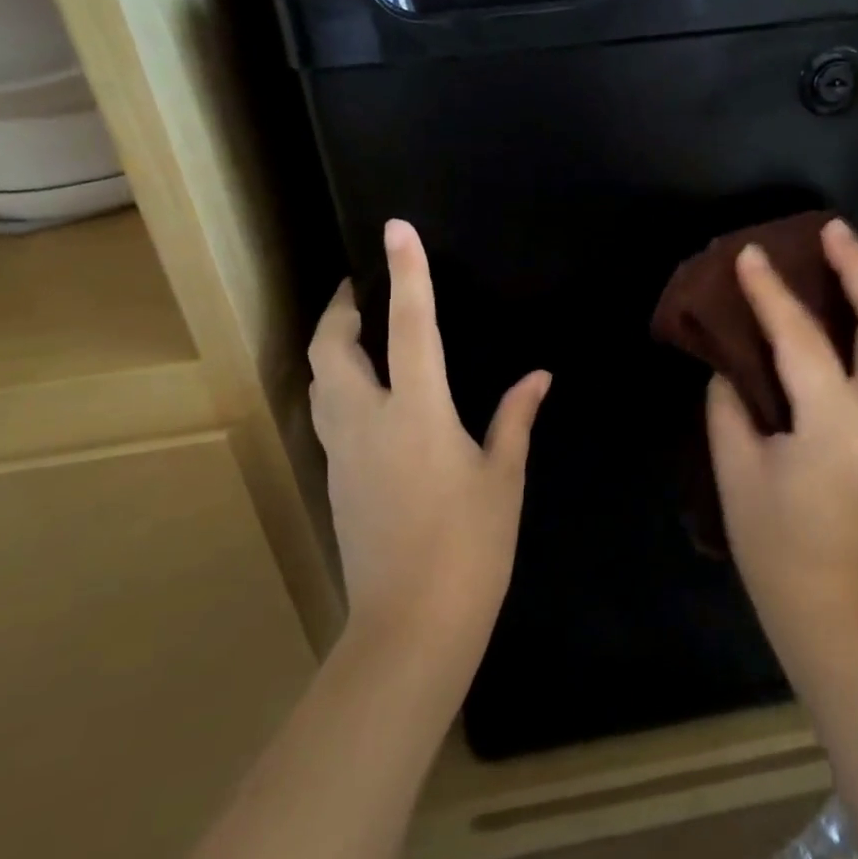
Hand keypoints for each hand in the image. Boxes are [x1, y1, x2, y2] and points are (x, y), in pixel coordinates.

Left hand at [307, 219, 549, 664]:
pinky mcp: (336, 478)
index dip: (407, 273)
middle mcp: (369, 421)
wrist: (409, 628)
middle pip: (333, 348)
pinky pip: (327, 412)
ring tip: (358, 331)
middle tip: (361, 287)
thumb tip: (538, 376)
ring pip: (319, 380)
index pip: (411, 326)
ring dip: (331, 345)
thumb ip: (515, 418)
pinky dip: (337, 384)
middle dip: (341, 307)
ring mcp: (344, 451)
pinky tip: (365, 392)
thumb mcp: (502, 478)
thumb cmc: (470, 548)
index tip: (397, 230)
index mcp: (418, 413)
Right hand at [707, 218, 857, 657]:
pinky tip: (853, 303)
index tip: (749, 254)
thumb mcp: (736, 470)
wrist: (833, 605)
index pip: (801, 340)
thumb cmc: (774, 543)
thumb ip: (731, 403)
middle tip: (830, 231)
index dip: (771, 293)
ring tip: (845, 253)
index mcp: (835, 428)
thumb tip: (733, 360)